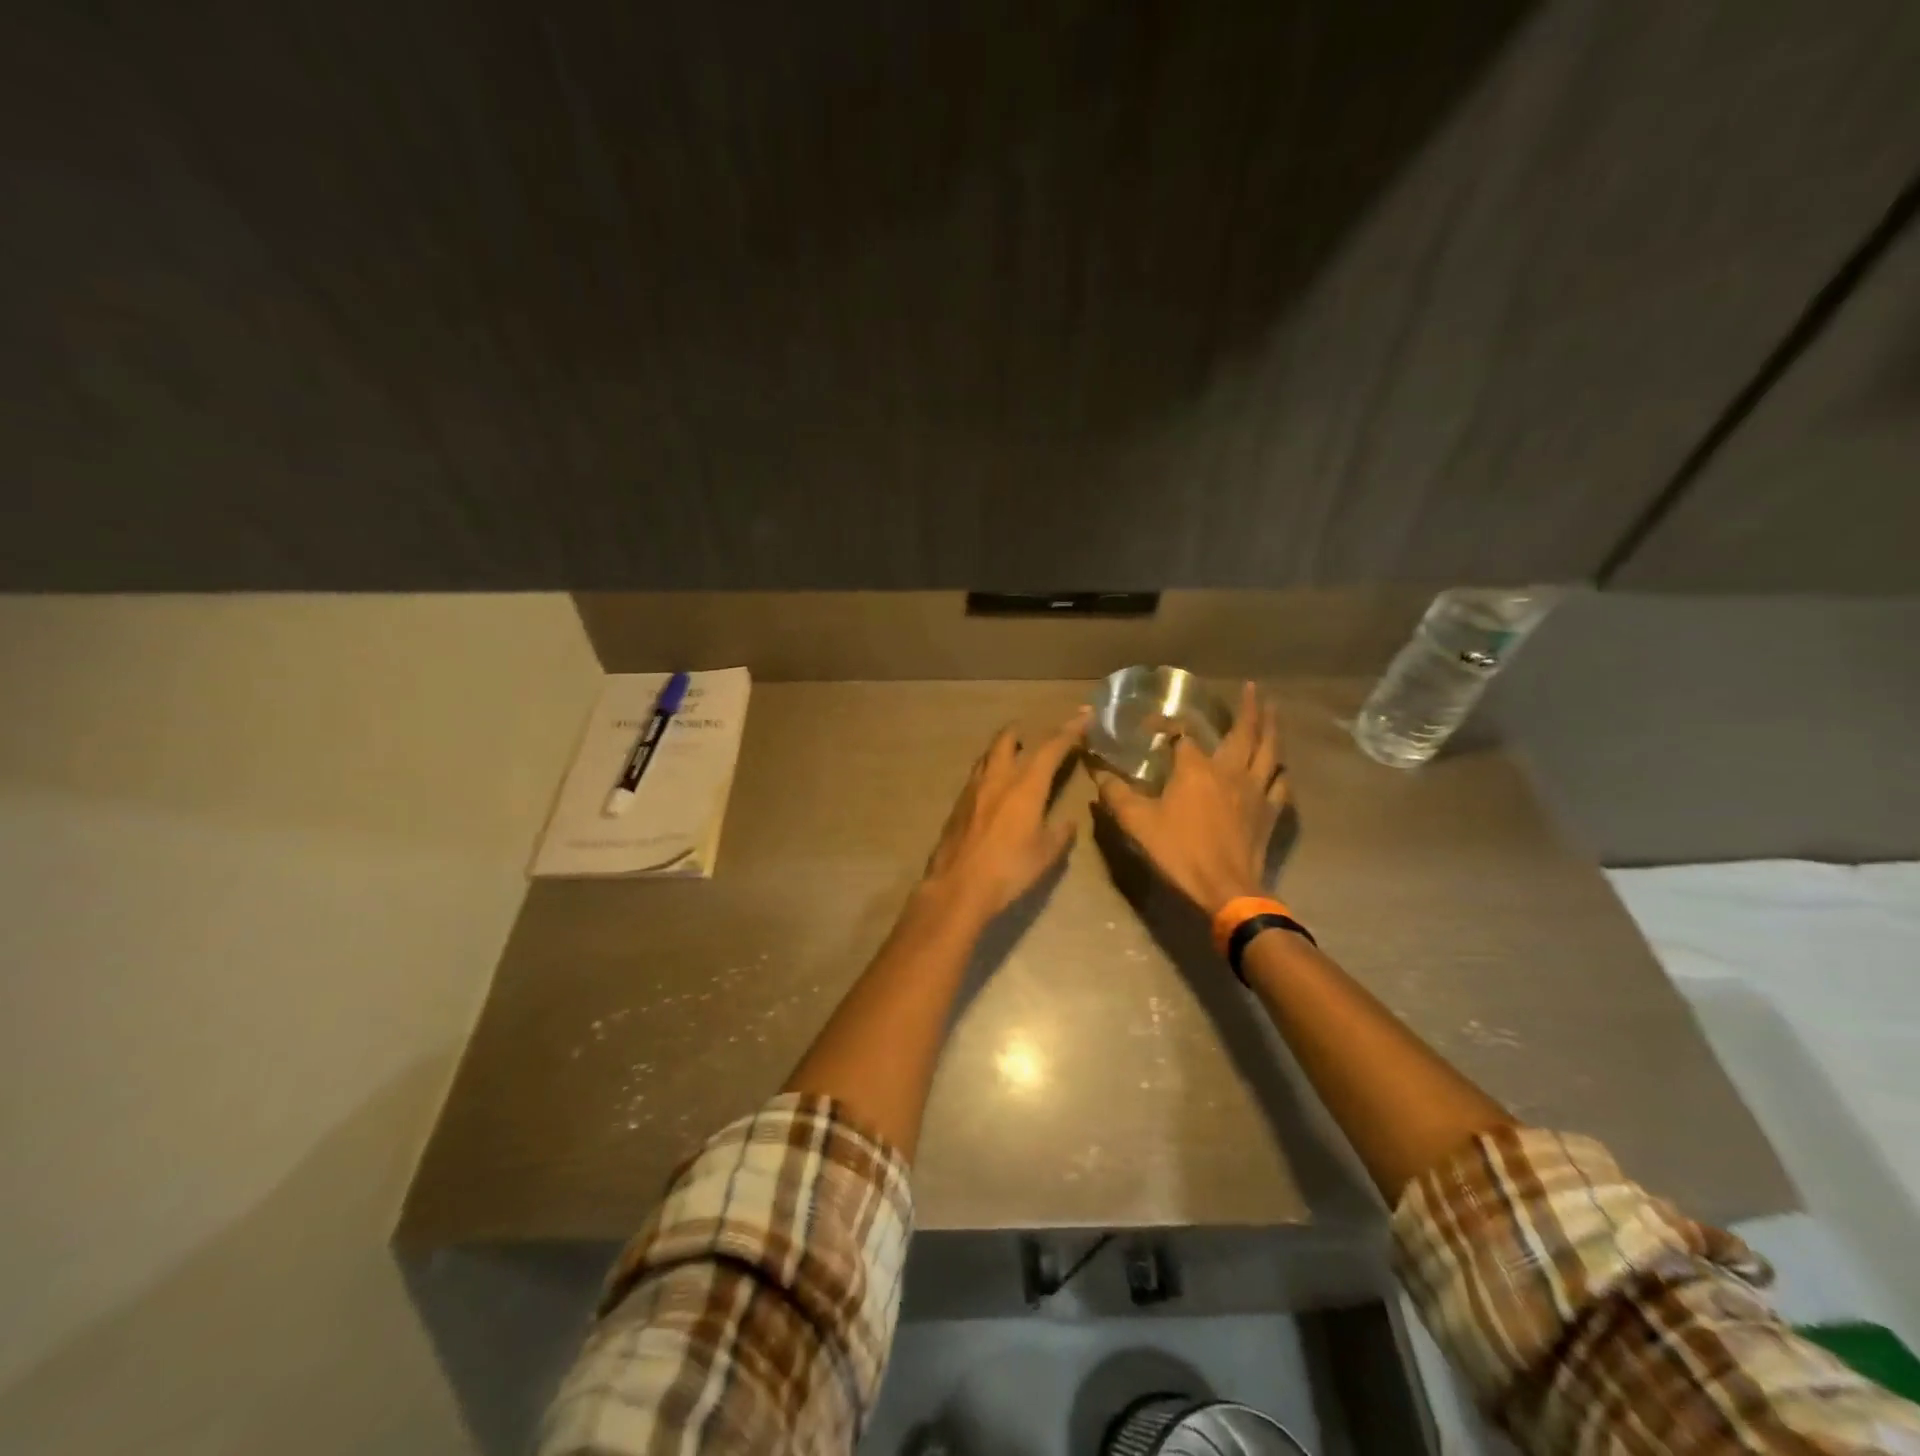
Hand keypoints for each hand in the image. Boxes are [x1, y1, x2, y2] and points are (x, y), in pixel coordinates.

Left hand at [921, 710, 1088, 921]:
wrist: (958, 886)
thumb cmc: (1009, 870)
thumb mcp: (1046, 854)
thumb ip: (1060, 832)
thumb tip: (1069, 821)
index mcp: (1025, 785)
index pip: (1051, 747)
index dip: (1070, 729)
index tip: (1083, 715)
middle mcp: (998, 777)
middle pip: (1009, 738)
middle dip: (1026, 730)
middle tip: (1038, 731)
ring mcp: (974, 787)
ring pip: (989, 753)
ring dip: (1004, 746)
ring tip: (1016, 751)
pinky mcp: (958, 802)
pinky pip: (978, 772)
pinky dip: (990, 767)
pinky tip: (995, 782)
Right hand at [1088, 681, 1285, 916]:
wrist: (1226, 888)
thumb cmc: (1180, 851)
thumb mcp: (1137, 823)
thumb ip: (1116, 795)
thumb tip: (1097, 773)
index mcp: (1196, 768)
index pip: (1183, 734)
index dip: (1168, 723)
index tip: (1152, 723)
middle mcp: (1230, 771)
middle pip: (1244, 732)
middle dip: (1248, 708)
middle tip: (1252, 687)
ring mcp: (1256, 791)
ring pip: (1269, 752)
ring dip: (1271, 729)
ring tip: (1274, 712)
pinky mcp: (1270, 813)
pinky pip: (1280, 785)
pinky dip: (1279, 772)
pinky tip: (1279, 769)